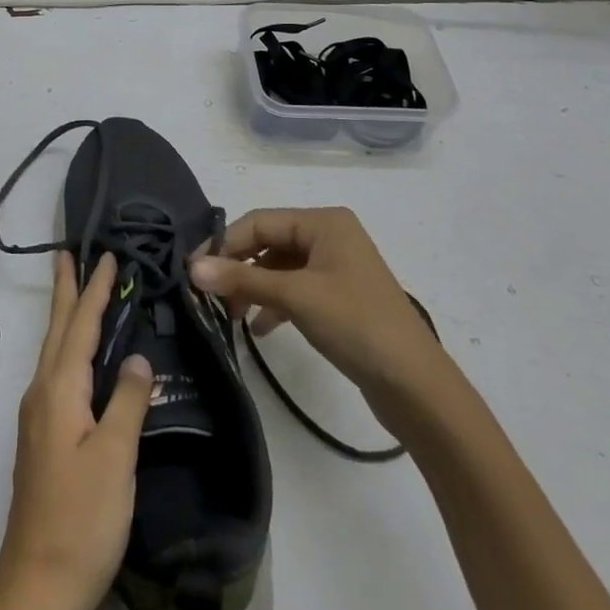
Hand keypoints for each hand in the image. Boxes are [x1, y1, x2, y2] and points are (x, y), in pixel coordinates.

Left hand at [0, 252, 153, 609]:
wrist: (38, 586)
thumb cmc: (82, 519)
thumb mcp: (115, 458)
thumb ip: (126, 401)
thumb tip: (134, 357)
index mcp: (59, 390)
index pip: (79, 325)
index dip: (94, 290)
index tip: (104, 255)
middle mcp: (42, 393)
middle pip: (56, 329)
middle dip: (66, 290)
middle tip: (70, 254)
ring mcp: (38, 416)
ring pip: (53, 350)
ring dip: (65, 316)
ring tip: (76, 291)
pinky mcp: (42, 438)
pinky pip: (56, 373)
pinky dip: (68, 347)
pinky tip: (78, 356)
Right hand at [189, 207, 449, 415]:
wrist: (417, 387)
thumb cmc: (357, 325)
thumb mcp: (295, 297)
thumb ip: (242, 279)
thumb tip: (191, 267)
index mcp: (324, 222)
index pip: (259, 221)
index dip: (224, 243)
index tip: (194, 270)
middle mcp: (330, 235)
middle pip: (268, 242)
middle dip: (238, 267)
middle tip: (209, 295)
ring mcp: (336, 267)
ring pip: (279, 268)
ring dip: (253, 287)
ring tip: (230, 315)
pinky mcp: (339, 297)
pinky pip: (295, 289)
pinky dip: (274, 304)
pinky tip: (259, 328)